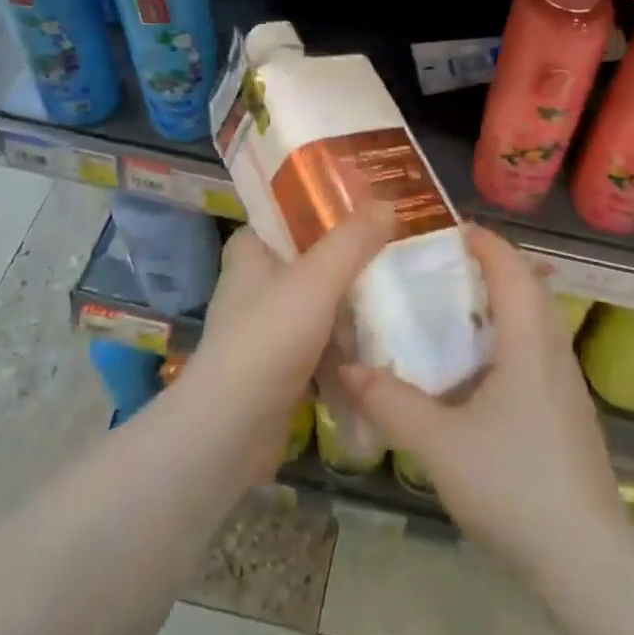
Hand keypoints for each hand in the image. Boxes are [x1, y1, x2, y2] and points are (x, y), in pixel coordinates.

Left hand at [180, 203, 394, 484]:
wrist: (230, 432)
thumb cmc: (267, 339)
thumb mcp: (316, 279)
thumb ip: (353, 240)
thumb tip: (388, 202)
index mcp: (251, 250)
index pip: (289, 213)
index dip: (327, 205)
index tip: (371, 205)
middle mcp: (255, 283)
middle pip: (312, 257)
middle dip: (353, 257)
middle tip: (399, 249)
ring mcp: (268, 326)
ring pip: (321, 301)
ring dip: (355, 303)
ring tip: (402, 291)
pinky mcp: (281, 365)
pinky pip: (324, 341)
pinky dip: (348, 341)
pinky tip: (384, 339)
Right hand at [338, 226, 629, 576]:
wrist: (587, 561)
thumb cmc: (514, 486)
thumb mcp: (440, 445)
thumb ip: (392, 403)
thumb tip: (348, 368)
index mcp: (529, 343)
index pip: (511, 269)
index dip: (485, 242)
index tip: (450, 230)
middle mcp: (554, 351)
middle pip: (530, 287)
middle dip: (492, 267)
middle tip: (446, 268)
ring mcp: (567, 384)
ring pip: (538, 320)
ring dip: (503, 303)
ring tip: (457, 310)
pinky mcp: (569, 412)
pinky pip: (538, 350)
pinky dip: (510, 337)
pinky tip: (480, 370)